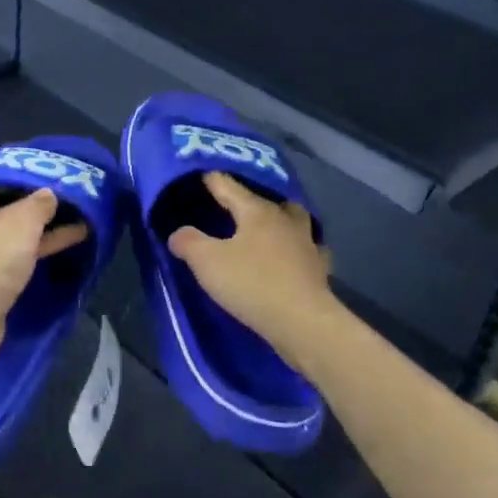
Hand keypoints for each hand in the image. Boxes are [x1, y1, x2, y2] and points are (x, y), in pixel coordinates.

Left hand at [0, 188, 88, 379]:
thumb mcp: (21, 222)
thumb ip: (39, 204)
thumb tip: (49, 192)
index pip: (1, 182)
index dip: (30, 180)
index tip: (59, 181)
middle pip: (12, 210)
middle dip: (43, 208)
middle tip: (77, 202)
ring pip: (19, 237)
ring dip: (46, 232)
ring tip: (84, 224)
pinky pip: (20, 260)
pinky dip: (40, 254)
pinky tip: (66, 249)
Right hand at [167, 173, 335, 365]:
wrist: (303, 322)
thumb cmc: (252, 284)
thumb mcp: (207, 262)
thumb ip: (189, 242)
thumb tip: (178, 233)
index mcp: (257, 211)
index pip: (228, 185)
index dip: (211, 179)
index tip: (199, 175)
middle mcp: (285, 219)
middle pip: (267, 199)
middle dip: (251, 198)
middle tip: (235, 204)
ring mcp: (307, 243)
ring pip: (294, 220)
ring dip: (280, 220)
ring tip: (266, 228)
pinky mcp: (319, 269)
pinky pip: (308, 250)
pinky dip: (299, 249)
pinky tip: (293, 257)